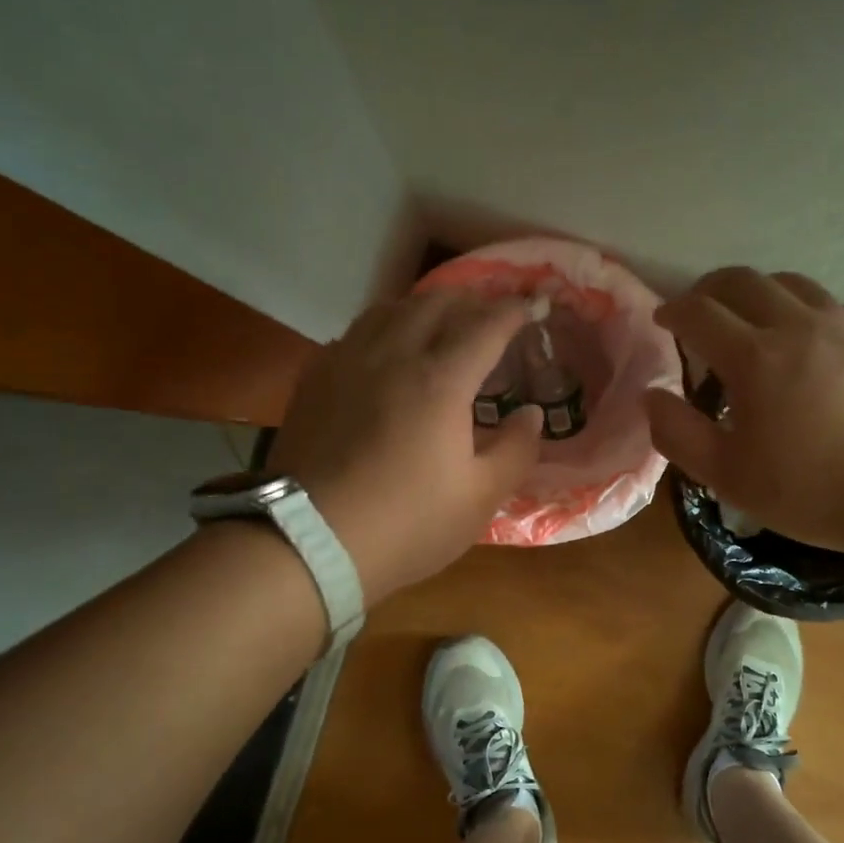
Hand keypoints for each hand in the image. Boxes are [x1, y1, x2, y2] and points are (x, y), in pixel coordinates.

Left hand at [269, 291, 541, 602]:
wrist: (311, 542)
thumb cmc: (407, 523)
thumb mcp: (480, 498)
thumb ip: (516, 450)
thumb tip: (532, 414)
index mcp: (441, 381)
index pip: (485, 326)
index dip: (514, 311)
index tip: (532, 305)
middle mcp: (393, 356)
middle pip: (435, 303)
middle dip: (470, 300)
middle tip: (490, 313)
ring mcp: (347, 362)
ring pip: (389, 309)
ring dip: (424, 307)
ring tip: (440, 322)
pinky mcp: (315, 379)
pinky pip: (355, 333)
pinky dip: (383, 328)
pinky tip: (385, 351)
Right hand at [644, 267, 843, 558]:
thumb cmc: (812, 490)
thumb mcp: (728, 476)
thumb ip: (678, 434)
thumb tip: (651, 396)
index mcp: (754, 358)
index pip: (698, 312)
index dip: (673, 311)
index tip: (663, 320)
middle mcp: (797, 325)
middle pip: (742, 281)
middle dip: (710, 289)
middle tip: (699, 311)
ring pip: (790, 283)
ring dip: (758, 292)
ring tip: (751, 318)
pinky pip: (832, 305)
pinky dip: (805, 311)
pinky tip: (809, 339)